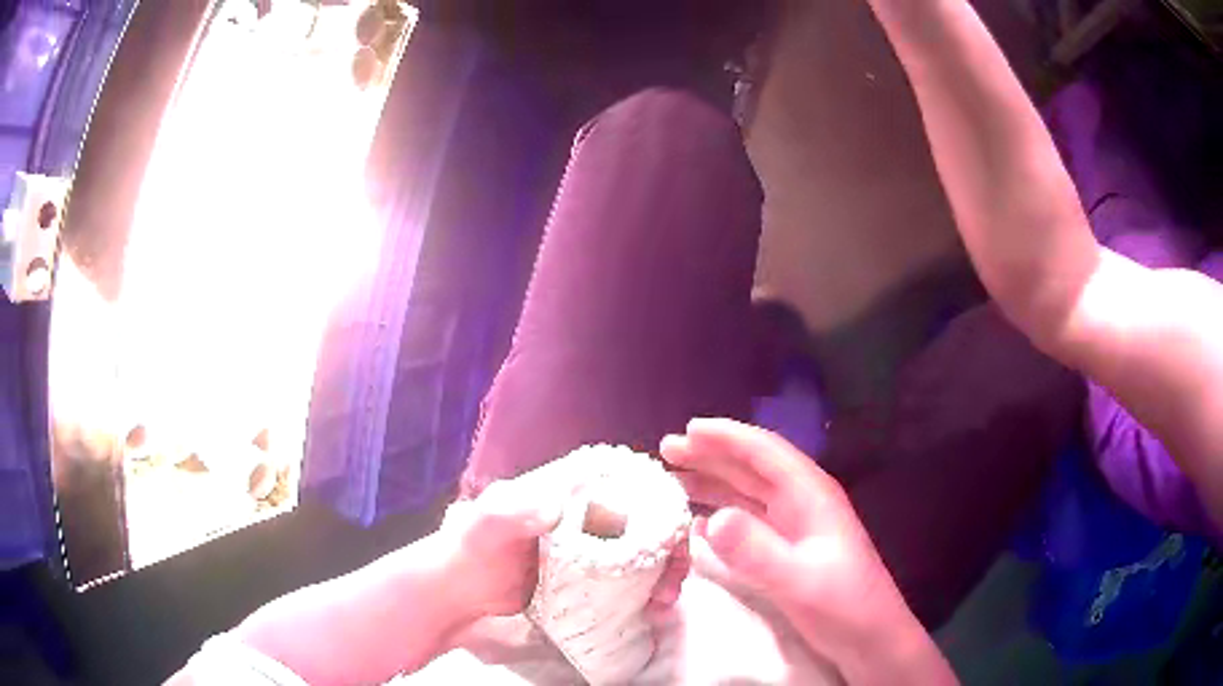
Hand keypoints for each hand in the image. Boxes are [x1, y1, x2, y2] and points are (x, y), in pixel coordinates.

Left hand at [439, 453, 689, 622]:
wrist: (461, 590)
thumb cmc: (474, 545)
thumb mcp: (490, 521)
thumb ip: (516, 510)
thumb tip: (556, 506)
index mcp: (570, 490)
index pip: (628, 484)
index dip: (661, 501)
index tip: (678, 530)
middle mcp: (588, 514)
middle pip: (646, 521)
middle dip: (671, 547)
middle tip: (675, 580)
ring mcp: (591, 549)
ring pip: (644, 553)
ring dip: (665, 573)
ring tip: (664, 603)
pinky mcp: (589, 579)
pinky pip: (628, 581)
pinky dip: (648, 593)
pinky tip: (653, 611)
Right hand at [661, 419, 953, 683]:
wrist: (869, 638)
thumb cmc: (843, 605)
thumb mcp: (799, 581)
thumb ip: (757, 552)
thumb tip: (710, 519)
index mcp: (810, 495)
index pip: (765, 452)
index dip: (727, 437)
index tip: (688, 429)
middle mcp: (801, 504)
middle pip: (752, 469)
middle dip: (711, 456)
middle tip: (668, 450)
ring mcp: (794, 529)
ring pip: (747, 495)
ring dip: (712, 484)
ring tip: (674, 479)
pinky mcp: (787, 552)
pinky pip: (748, 524)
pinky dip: (720, 518)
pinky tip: (698, 524)